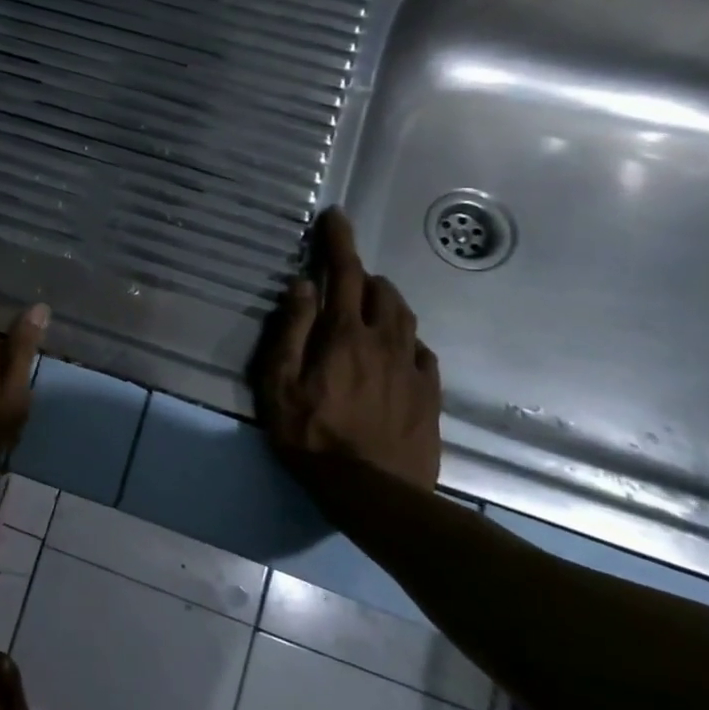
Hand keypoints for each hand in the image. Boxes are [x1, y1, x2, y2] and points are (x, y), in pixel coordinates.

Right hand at [257, 207, 441, 490]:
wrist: (374, 493)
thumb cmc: (311, 436)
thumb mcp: (278, 385)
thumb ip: (290, 331)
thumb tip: (302, 285)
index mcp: (344, 335)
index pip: (343, 274)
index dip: (339, 241)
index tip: (336, 216)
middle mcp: (384, 341)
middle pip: (381, 292)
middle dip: (362, 274)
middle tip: (342, 276)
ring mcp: (412, 368)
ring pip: (406, 317)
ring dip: (386, 300)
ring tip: (368, 303)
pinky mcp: (429, 394)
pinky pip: (422, 350)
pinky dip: (406, 336)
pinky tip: (396, 348)